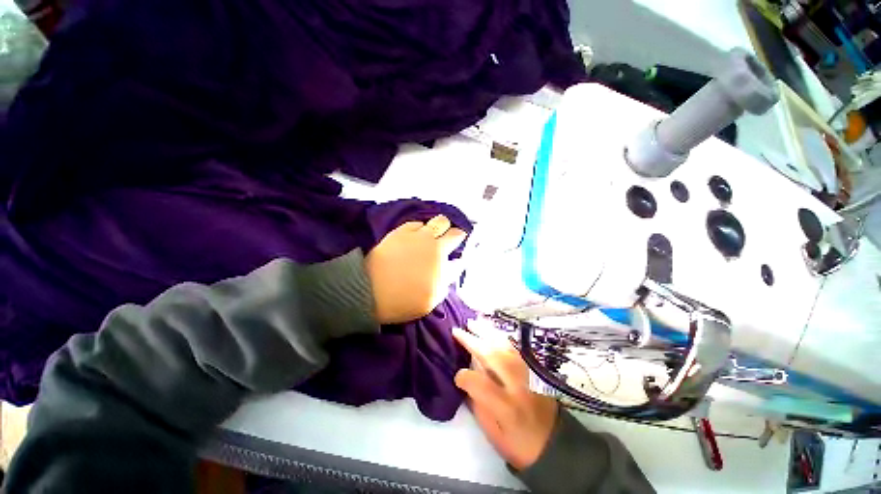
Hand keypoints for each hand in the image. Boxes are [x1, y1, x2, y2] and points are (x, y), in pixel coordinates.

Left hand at [365, 215, 466, 323]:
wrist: (370, 292)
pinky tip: (415, 239)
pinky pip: (414, 224)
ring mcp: (411, 233)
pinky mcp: (397, 232)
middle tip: (447, 240)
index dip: (461, 239)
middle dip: (450, 230)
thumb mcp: (434, 297)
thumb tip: (455, 263)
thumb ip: (448, 278)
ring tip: (432, 238)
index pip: (457, 237)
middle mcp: (427, 238)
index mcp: (439, 253)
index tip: (459, 244)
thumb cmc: (405, 299)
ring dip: (435, 227)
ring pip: (430, 221)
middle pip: (445, 223)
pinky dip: (418, 229)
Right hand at [453, 321, 558, 470]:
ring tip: (474, 322)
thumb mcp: (493, 433)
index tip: (457, 375)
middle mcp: (517, 385)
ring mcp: (527, 374)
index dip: (464, 377)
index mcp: (506, 407)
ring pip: (504, 346)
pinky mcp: (533, 369)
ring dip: (486, 332)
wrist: (554, 444)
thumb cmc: (519, 443)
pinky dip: (501, 336)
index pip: (479, 383)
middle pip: (492, 356)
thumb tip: (467, 379)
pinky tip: (493, 331)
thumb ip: (479, 404)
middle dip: (473, 341)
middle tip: (458, 330)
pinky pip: (515, 347)